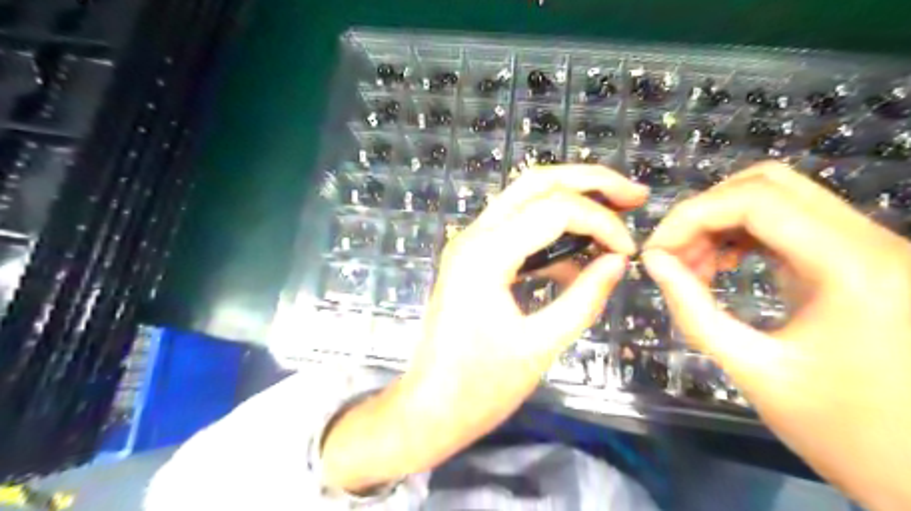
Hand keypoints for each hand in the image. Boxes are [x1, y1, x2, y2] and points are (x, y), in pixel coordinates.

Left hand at [320, 165, 646, 491]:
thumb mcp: (540, 346)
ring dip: (571, 200)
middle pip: (536, 183)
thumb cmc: (480, 386)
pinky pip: (517, 229)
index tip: (630, 252)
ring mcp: (470, 244)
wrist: (431, 406)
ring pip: (525, 198)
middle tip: (633, 196)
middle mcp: (473, 236)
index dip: (602, 222)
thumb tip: (618, 261)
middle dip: (589, 182)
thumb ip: (584, 299)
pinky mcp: (473, 258)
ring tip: (614, 217)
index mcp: (486, 255)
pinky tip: (578, 259)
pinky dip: (551, 234)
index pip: (555, 210)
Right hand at [638, 161, 910, 510]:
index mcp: (854, 268)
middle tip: (672, 255)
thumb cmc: (844, 433)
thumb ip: (693, 310)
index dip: (692, 216)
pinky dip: (743, 234)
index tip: (655, 253)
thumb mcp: (752, 370)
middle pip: (768, 184)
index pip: (755, 199)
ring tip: (693, 266)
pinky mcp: (859, 261)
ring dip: (721, 222)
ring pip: (778, 198)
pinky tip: (722, 264)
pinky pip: (789, 224)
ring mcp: (870, 248)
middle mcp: (872, 242)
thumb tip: (653, 261)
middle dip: (704, 213)